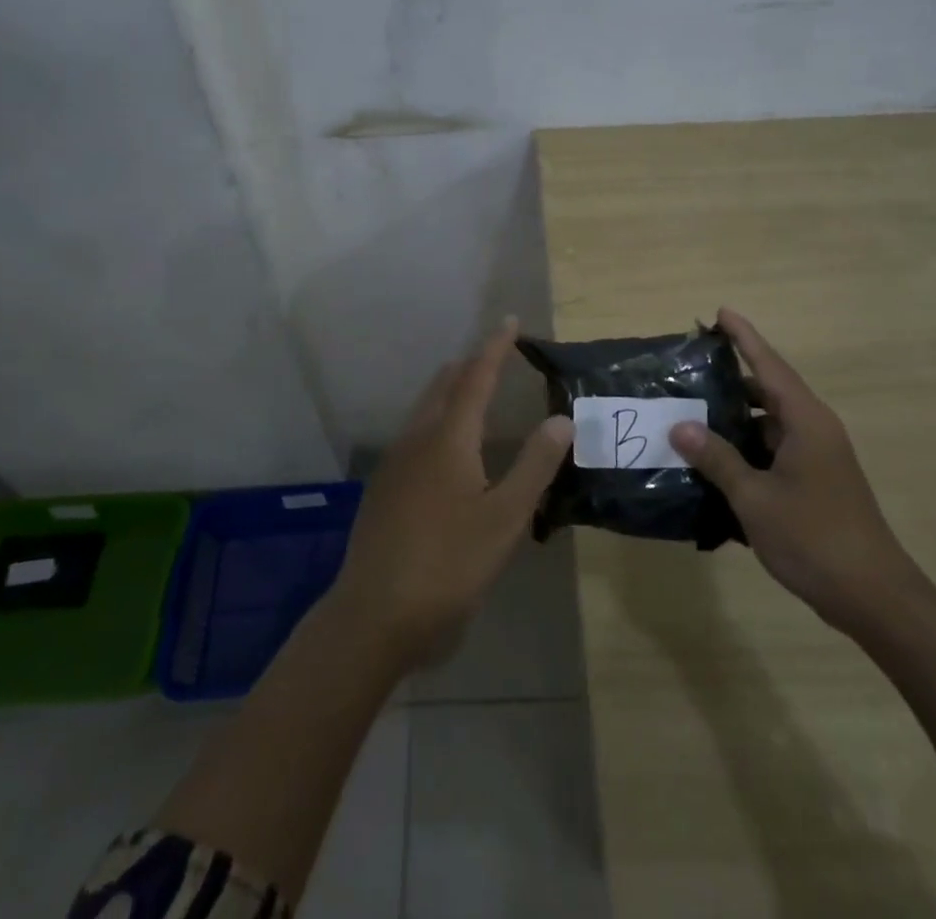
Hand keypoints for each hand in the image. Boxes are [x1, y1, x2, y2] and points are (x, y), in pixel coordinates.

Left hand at [329, 319, 573, 669]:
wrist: (374, 614)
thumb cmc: (448, 564)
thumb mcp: (504, 518)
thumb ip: (534, 465)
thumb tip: (561, 418)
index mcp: (448, 438)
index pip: (476, 377)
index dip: (495, 348)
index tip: (509, 321)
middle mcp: (417, 439)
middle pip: (444, 386)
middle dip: (470, 365)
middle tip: (496, 355)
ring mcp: (395, 462)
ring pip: (425, 409)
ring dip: (451, 390)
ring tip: (473, 389)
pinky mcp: (384, 487)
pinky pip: (415, 432)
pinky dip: (437, 418)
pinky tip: (446, 444)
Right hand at [669, 307, 926, 639]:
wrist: (875, 599)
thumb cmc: (814, 538)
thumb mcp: (755, 498)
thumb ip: (717, 459)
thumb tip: (681, 427)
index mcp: (806, 421)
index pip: (769, 365)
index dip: (744, 337)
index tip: (721, 312)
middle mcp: (815, 430)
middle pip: (768, 390)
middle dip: (731, 379)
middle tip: (690, 371)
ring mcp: (818, 458)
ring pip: (770, 424)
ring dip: (736, 418)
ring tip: (692, 415)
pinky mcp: (816, 483)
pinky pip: (774, 450)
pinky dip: (747, 449)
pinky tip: (716, 462)